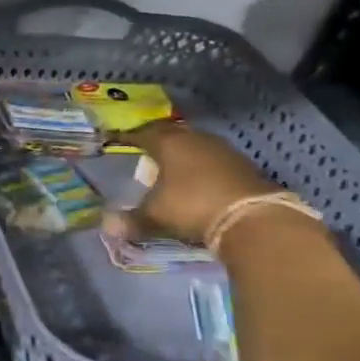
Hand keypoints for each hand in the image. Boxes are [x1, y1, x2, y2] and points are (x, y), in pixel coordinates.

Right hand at [110, 120, 279, 245]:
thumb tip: (107, 226)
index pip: (142, 134)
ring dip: (182, 153)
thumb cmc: (192, 206)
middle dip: (156, 141)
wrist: (253, 217)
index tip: (116, 141)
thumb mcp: (156, 215)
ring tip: (170, 165)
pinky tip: (199, 179)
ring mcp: (222, 149)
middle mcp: (194, 139)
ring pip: (194, 144)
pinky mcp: (243, 164)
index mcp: (168, 143)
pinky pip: (213, 159)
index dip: (128, 138)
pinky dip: (202, 166)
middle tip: (144, 151)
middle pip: (170, 134)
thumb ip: (131, 219)